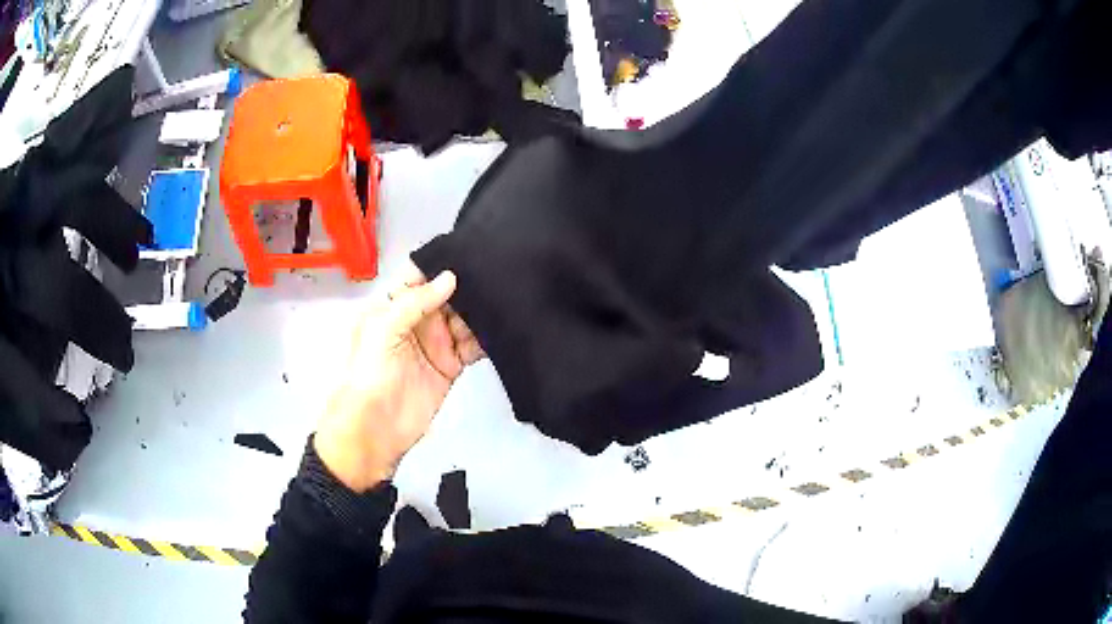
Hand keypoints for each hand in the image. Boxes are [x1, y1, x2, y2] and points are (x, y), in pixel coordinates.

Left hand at [314, 265, 483, 491]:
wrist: (375, 427)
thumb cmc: (369, 373)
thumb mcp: (383, 328)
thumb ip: (415, 301)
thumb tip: (451, 278)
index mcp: (392, 306)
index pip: (418, 277)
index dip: (439, 263)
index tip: (468, 246)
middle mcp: (415, 321)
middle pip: (445, 295)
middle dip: (467, 283)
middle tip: (499, 267)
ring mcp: (435, 343)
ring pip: (463, 318)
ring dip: (481, 309)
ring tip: (507, 293)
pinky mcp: (451, 365)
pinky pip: (472, 346)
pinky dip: (487, 338)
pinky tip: (504, 326)